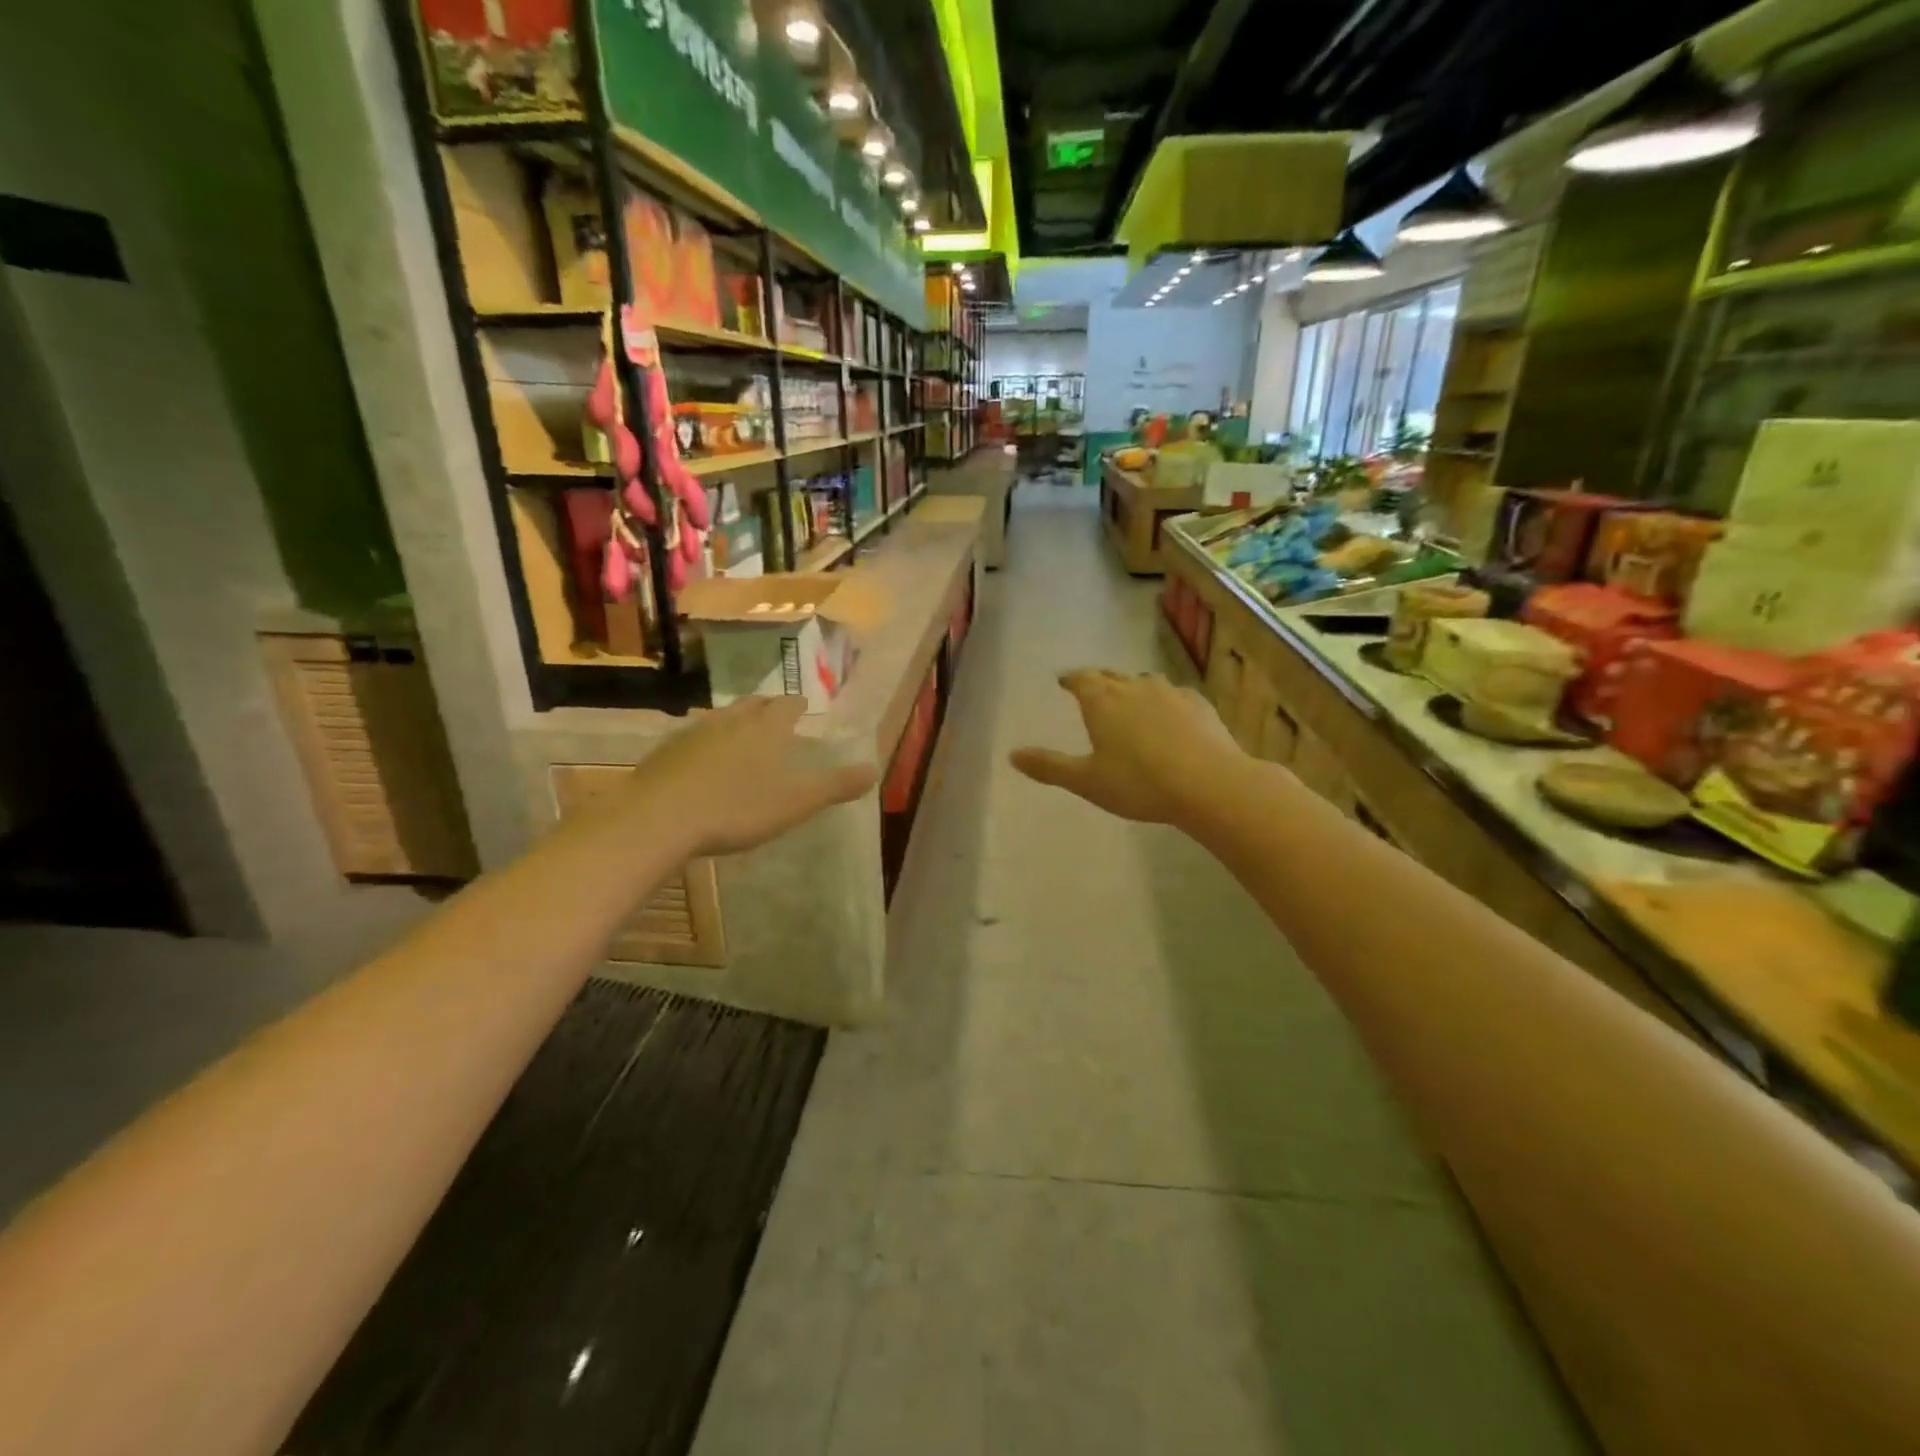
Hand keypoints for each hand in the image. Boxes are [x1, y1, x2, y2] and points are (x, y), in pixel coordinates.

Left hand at [628, 696, 876, 857]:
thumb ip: (836, 786)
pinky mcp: (666, 751)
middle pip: (752, 705)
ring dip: (734, 720)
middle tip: (773, 711)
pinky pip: (692, 737)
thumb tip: (874, 770)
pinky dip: (704, 741)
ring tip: (739, 730)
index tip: (804, 705)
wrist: (660, 816)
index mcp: (767, 729)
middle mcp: (732, 721)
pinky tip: (700, 758)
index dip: (798, 706)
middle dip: (766, 707)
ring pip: (720, 717)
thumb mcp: (796, 801)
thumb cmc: (737, 807)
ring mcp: (694, 733)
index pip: (788, 707)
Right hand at [1011, 670, 1241, 826]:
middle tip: (1091, 687)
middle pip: (1111, 675)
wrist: (1209, 784)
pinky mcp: (1199, 704)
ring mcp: (1170, 693)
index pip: (1081, 679)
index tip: (1064, 680)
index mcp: (1102, 701)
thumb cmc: (1139, 783)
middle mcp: (1134, 687)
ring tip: (1129, 699)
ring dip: (1132, 687)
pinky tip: (1171, 714)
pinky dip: (1165, 701)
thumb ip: (1049, 767)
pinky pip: (1175, 695)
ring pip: (1145, 682)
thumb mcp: (1087, 781)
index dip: (1071, 679)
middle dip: (1098, 680)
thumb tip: (1012, 755)